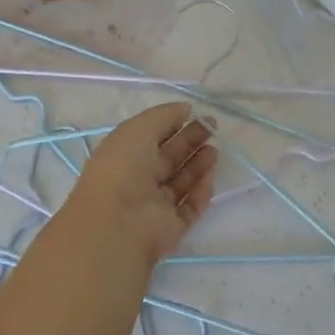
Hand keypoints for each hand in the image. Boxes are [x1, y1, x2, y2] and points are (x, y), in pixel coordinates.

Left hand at [63, 103, 217, 267]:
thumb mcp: (139, 128)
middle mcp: (138, 180)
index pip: (151, 137)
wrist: (119, 222)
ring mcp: (154, 205)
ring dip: (198, 164)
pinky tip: (210, 175)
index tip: (195, 114)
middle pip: (168, 158)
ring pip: (181, 181)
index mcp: (124, 155)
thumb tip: (186, 109)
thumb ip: (164, 115)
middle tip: (212, 128)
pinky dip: (201, 191)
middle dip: (190, 141)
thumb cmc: (123, 167)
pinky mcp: (171, 226)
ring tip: (215, 150)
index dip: (172, 124)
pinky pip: (190, 206)